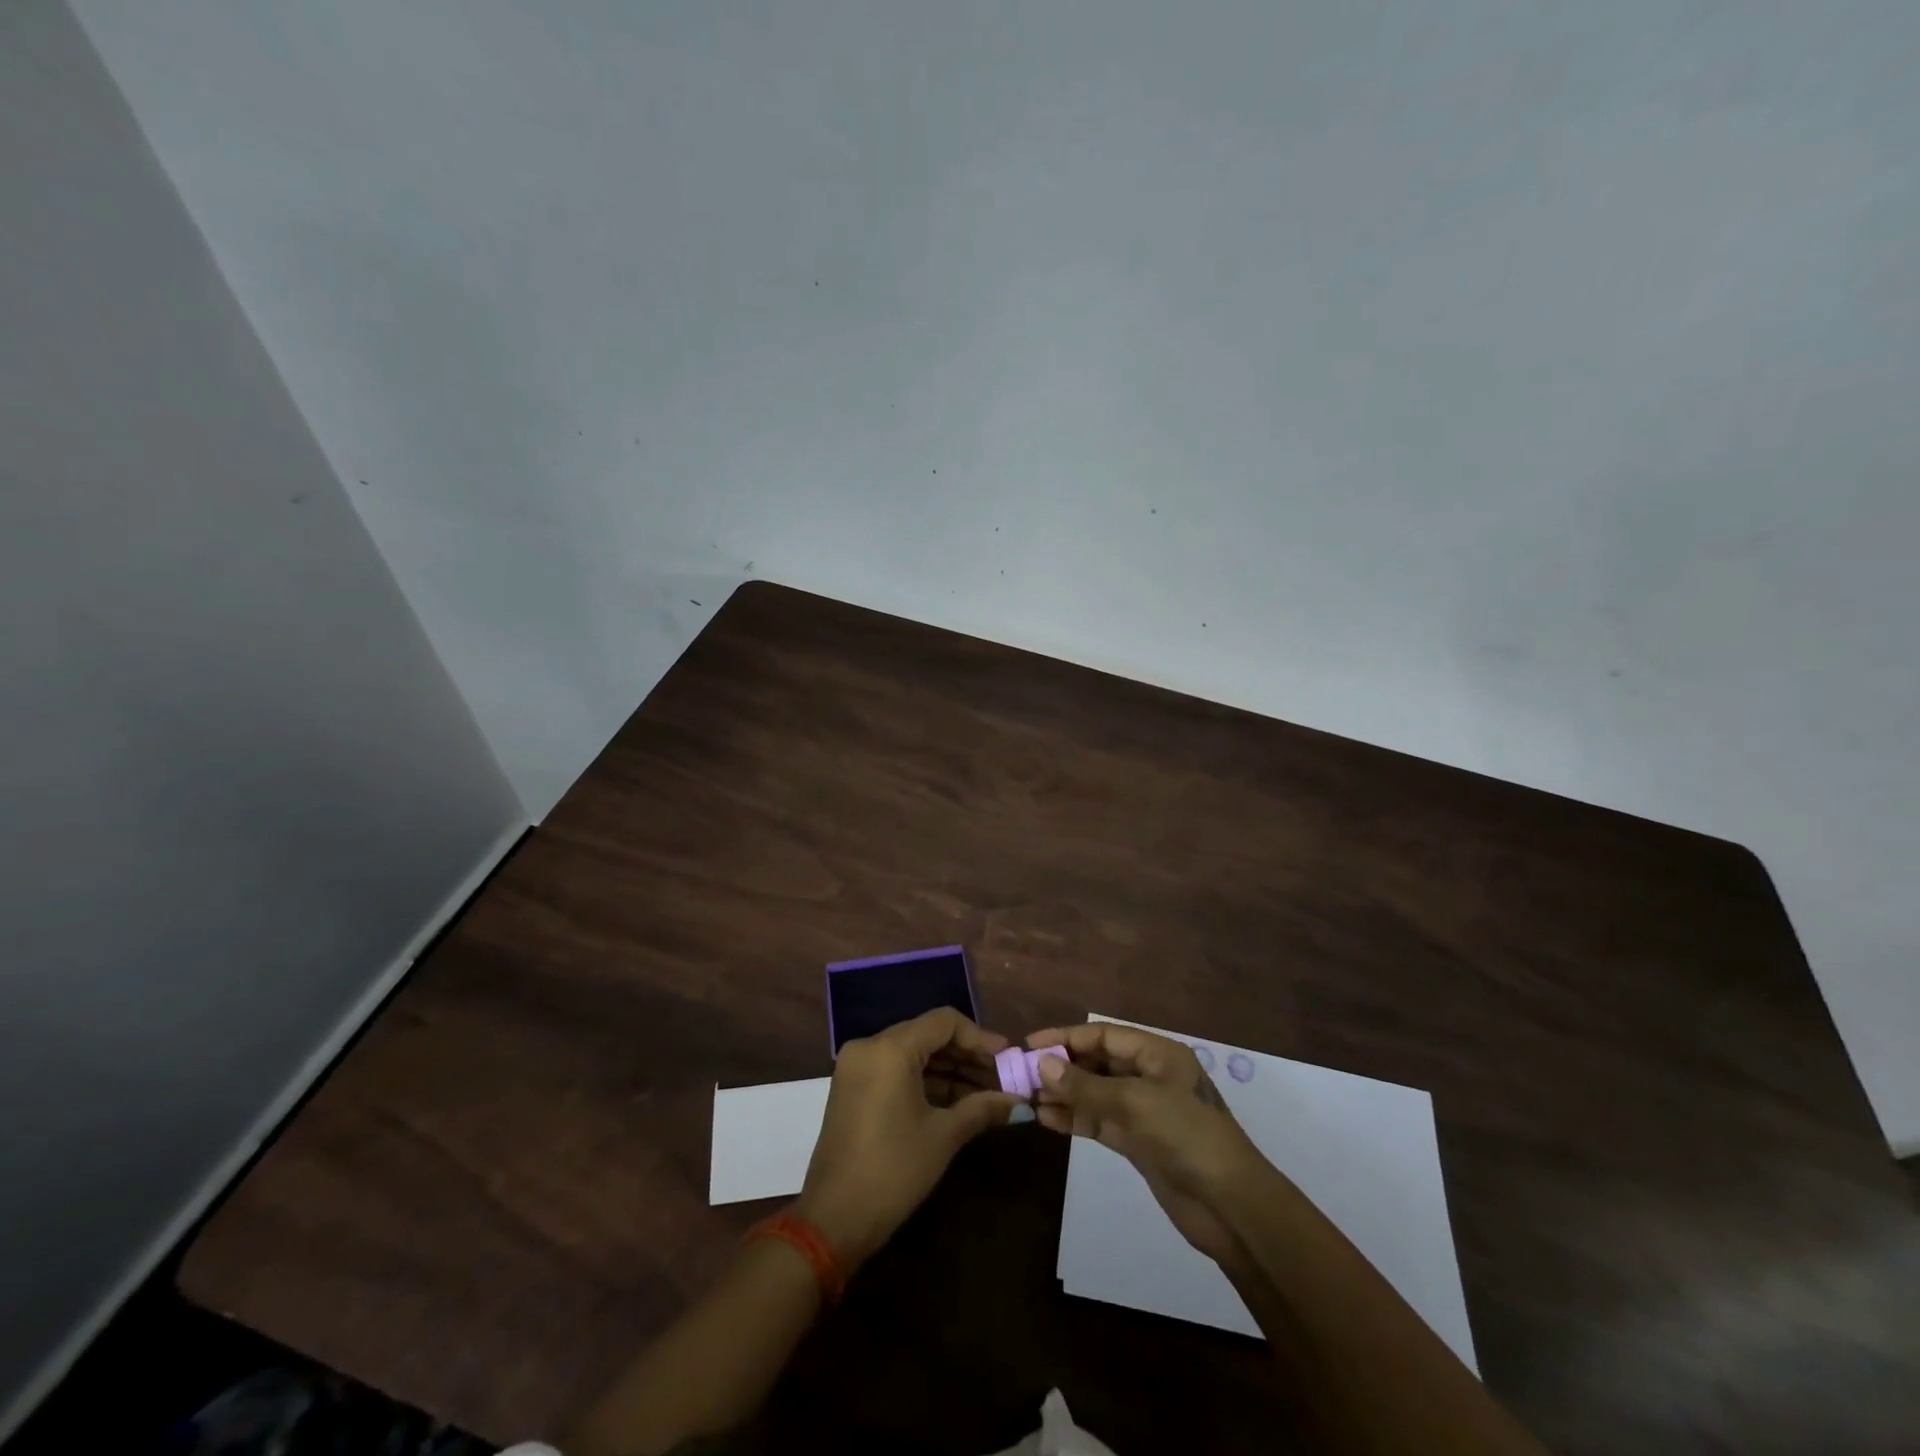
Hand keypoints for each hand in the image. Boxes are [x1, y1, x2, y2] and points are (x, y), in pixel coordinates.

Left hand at [796, 1008, 1021, 1269]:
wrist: (833, 1220)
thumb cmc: (893, 1171)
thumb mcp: (943, 1136)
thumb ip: (982, 1109)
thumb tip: (1020, 1103)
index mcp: (891, 1048)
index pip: (944, 1022)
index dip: (979, 1037)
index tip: (1006, 1057)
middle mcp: (870, 1046)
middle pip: (927, 1035)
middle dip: (966, 1055)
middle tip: (1000, 1077)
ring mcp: (857, 1066)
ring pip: (912, 1053)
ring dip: (947, 1070)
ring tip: (984, 1093)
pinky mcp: (851, 1087)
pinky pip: (895, 1069)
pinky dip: (924, 1080)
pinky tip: (955, 1100)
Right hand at [1028, 1023, 1272, 1264]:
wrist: (1230, 1206)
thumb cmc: (1186, 1137)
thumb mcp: (1134, 1103)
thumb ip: (1085, 1085)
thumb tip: (1042, 1063)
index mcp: (1157, 1054)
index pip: (1103, 1034)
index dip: (1066, 1037)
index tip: (1030, 1044)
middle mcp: (1149, 1075)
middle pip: (1098, 1061)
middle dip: (1062, 1066)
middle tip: (1023, 1074)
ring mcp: (1143, 1110)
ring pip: (1095, 1092)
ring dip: (1064, 1094)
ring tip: (1028, 1098)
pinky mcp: (1138, 1142)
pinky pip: (1099, 1120)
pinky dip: (1075, 1118)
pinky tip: (1047, 1120)